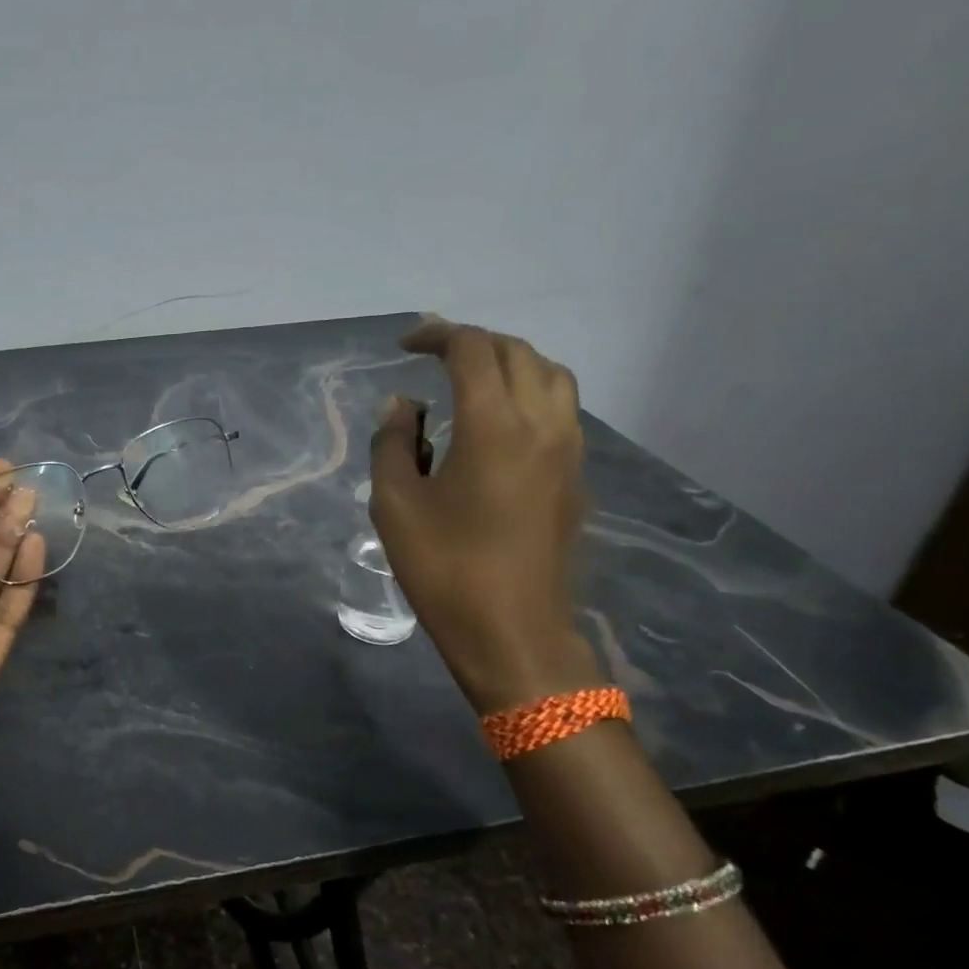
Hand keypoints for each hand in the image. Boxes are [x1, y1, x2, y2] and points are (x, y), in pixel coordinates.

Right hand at [369, 318, 602, 713]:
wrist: (513, 632)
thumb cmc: (445, 568)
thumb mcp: (395, 505)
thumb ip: (393, 444)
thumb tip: (403, 407)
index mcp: (494, 425)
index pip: (473, 350)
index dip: (437, 336)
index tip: (405, 346)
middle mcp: (542, 424)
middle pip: (517, 353)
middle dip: (473, 343)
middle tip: (432, 356)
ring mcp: (568, 450)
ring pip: (550, 376)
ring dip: (510, 363)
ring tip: (471, 380)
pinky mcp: (575, 477)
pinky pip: (559, 410)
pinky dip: (528, 393)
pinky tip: (497, 423)